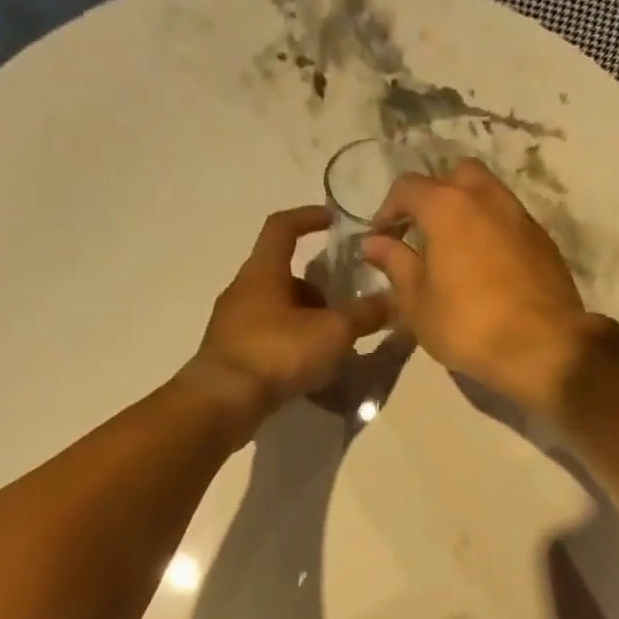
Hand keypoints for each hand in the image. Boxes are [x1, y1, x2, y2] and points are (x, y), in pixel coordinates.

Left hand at [186, 207, 393, 426]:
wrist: (224, 401)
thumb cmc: (278, 352)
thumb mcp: (332, 332)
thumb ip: (364, 315)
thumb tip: (394, 300)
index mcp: (263, 271)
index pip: (282, 227)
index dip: (308, 217)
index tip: (334, 221)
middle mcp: (243, 291)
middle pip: (283, 275)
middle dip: (317, 288)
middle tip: (344, 307)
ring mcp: (233, 324)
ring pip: (276, 310)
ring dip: (305, 319)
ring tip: (332, 344)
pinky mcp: (232, 355)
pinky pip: (267, 339)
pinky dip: (290, 345)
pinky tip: (309, 369)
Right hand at [362, 160, 606, 414]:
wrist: (544, 346)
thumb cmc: (468, 324)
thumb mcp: (417, 302)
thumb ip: (395, 264)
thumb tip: (373, 242)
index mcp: (448, 206)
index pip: (407, 187)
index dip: (387, 210)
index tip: (381, 240)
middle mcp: (486, 197)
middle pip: (455, 176)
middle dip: (434, 196)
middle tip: (422, 234)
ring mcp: (520, 216)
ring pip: (487, 194)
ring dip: (466, 212)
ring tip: (453, 252)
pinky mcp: (544, 240)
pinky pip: (509, 221)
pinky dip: (491, 232)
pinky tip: (485, 268)